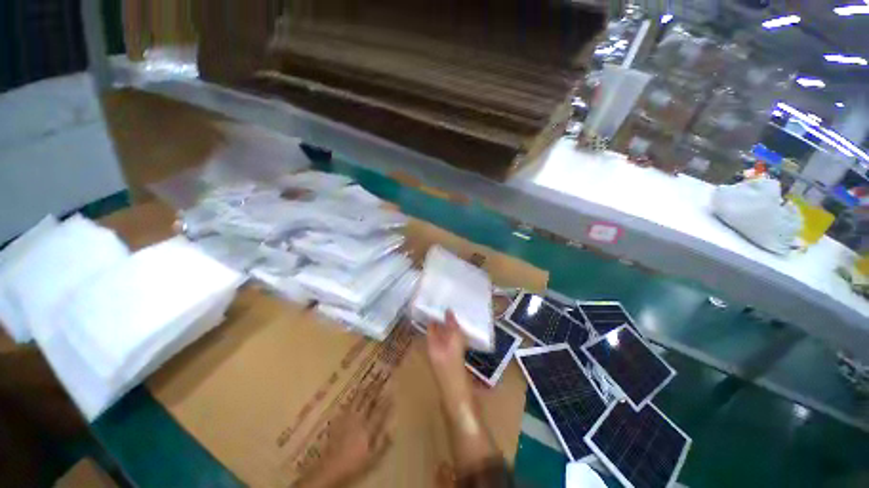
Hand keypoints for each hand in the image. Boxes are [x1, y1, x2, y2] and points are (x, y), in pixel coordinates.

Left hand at [295, 388, 392, 487]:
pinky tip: (354, 392)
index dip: (386, 400)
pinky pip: (347, 405)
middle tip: (380, 377)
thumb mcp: (372, 459)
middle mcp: (358, 419)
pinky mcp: (337, 421)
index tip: (391, 389)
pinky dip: (352, 397)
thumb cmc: (353, 465)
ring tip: (369, 380)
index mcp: (368, 428)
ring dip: (364, 389)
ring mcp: (347, 419)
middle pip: (368, 401)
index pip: (379, 411)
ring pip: (357, 399)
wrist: (328, 469)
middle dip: (375, 388)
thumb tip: (392, 430)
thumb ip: (383, 444)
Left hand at [427, 311, 471, 406]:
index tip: (443, 301)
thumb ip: (451, 330)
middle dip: (446, 319)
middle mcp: (436, 350)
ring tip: (463, 314)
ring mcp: (446, 357)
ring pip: (448, 337)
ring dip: (454, 327)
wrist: (462, 403)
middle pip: (439, 331)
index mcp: (432, 347)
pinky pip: (456, 344)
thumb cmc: (454, 375)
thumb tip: (449, 310)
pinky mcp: (456, 362)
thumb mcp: (452, 349)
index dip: (435, 314)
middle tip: (456, 304)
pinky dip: (460, 336)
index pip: (431, 326)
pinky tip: (468, 332)